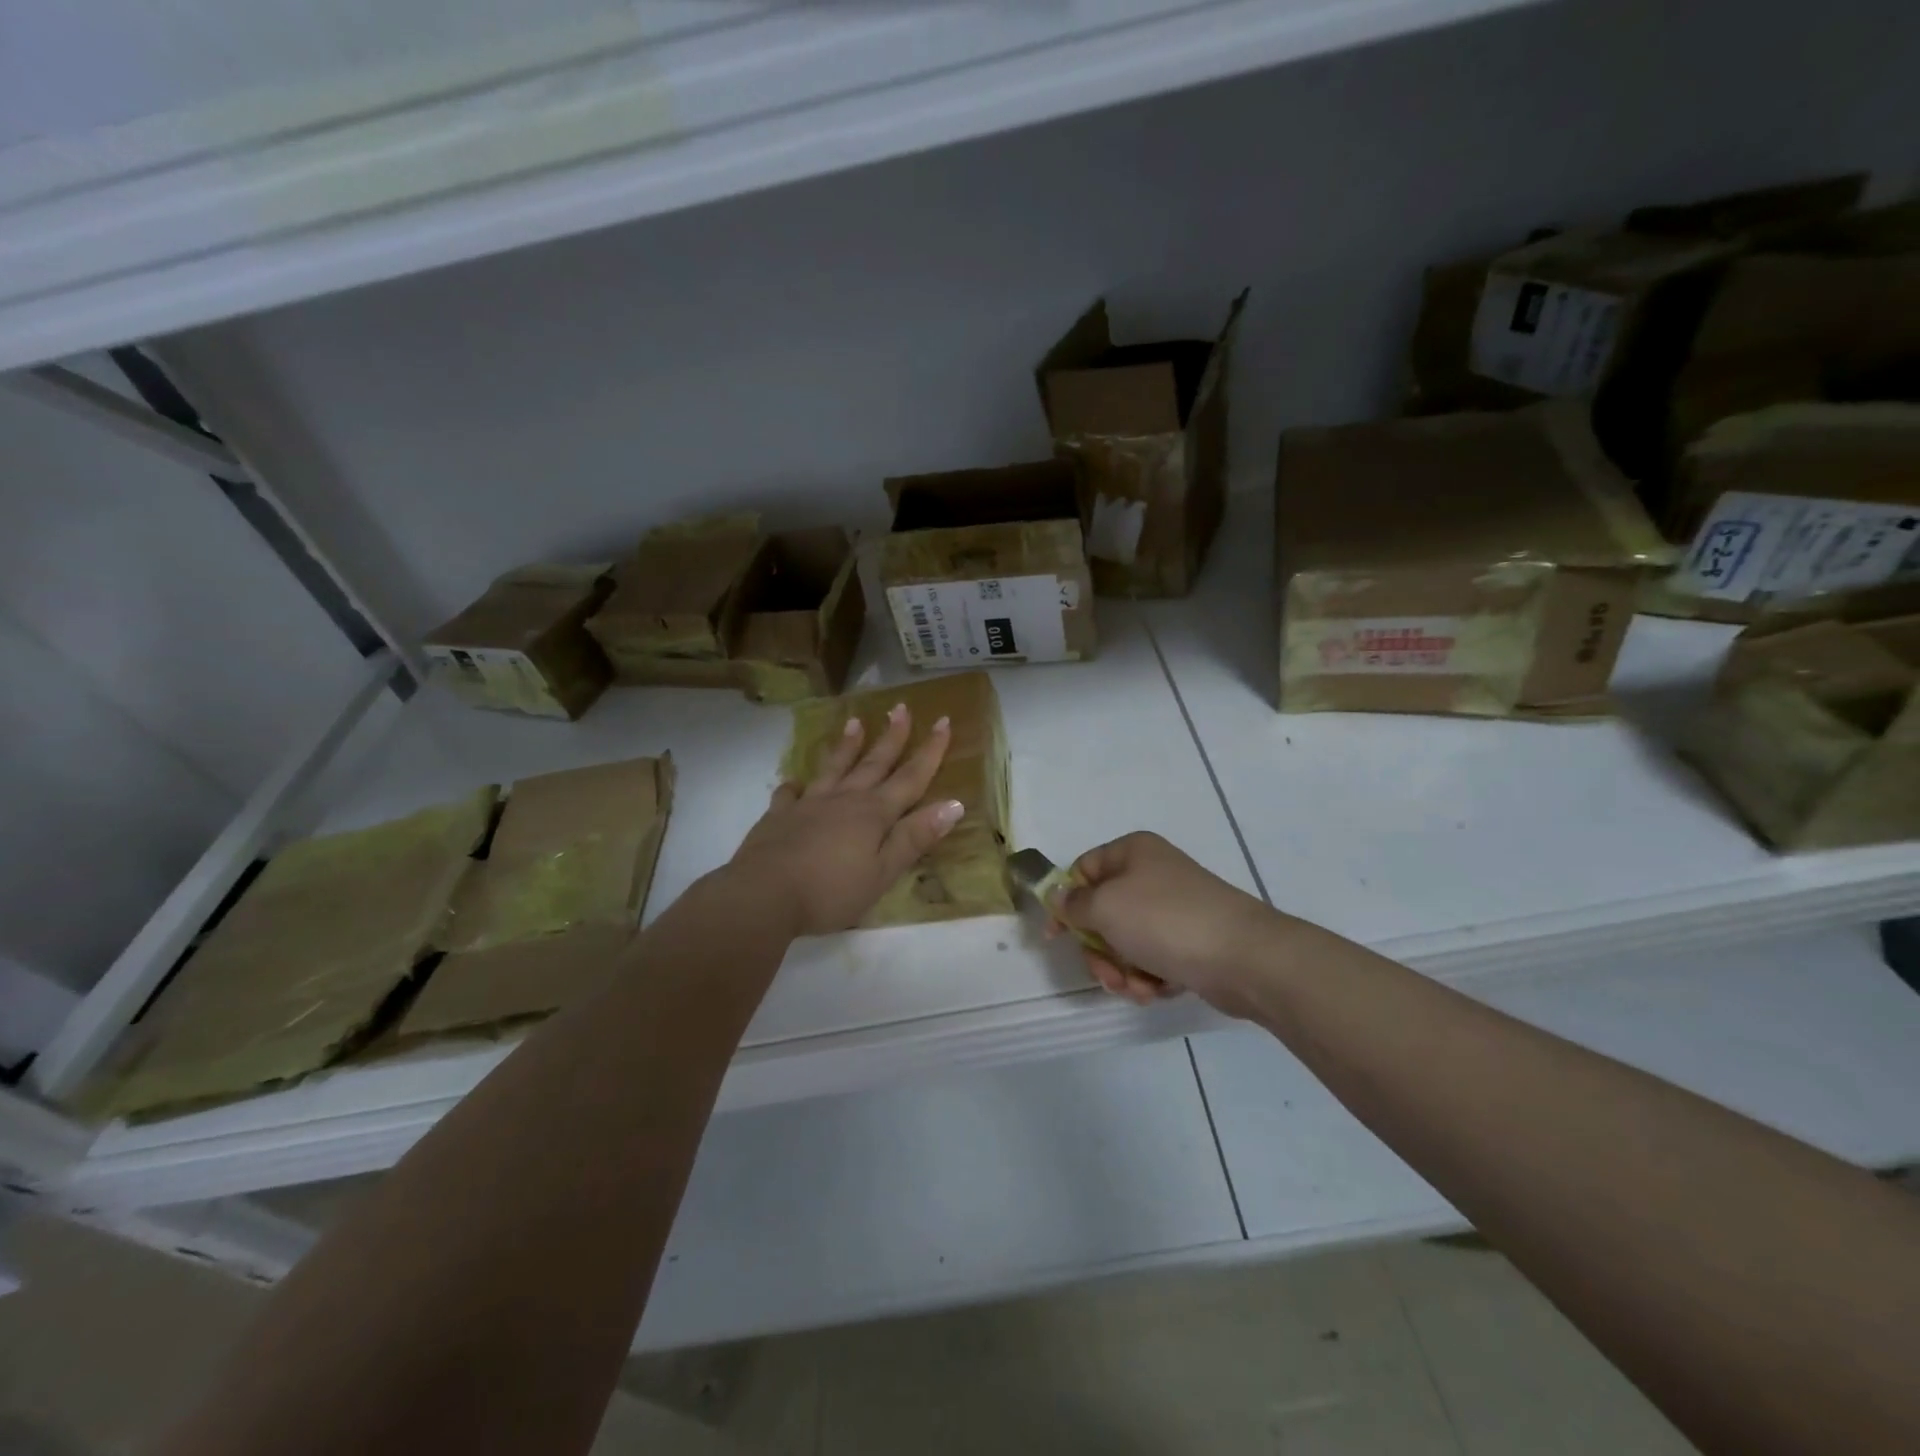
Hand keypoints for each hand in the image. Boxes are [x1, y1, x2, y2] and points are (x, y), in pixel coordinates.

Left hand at [730, 704, 963, 936]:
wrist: (764, 894)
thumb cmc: (831, 890)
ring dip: (847, 746)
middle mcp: (844, 799)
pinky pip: (790, 793)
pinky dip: (796, 784)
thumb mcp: (883, 872)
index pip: (910, 777)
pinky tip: (795, 781)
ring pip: (834, 768)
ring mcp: (809, 804)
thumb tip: (953, 804)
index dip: (930, 750)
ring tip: (854, 722)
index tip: (943, 720)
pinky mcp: (779, 816)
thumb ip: (915, 837)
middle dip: (891, 736)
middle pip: (873, 763)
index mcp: (874, 813)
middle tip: (900, 708)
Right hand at [1057, 832, 1285, 1016]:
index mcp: (1133, 852)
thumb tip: (1058, 896)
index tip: (1056, 937)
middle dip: (1099, 951)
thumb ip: (1073, 903)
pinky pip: (1153, 959)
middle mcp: (1152, 875)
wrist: (1244, 958)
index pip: (1082, 870)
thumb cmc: (1165, 921)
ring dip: (1123, 970)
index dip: (1066, 902)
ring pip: (1126, 942)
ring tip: (1139, 987)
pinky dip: (1150, 978)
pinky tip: (1158, 990)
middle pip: (1102, 913)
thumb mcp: (1105, 906)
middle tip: (1108, 973)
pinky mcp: (1190, 942)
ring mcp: (1173, 910)